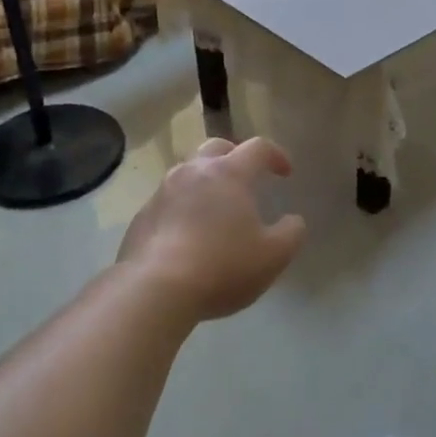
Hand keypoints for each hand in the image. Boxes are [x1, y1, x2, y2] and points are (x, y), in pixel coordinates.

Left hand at [118, 137, 307, 322]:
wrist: (155, 288)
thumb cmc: (222, 266)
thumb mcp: (273, 256)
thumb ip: (291, 233)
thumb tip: (293, 220)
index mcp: (228, 173)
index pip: (258, 148)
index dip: (276, 155)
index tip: (286, 173)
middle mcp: (193, 172)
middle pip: (217, 148)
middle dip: (235, 156)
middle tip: (247, 177)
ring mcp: (163, 191)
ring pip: (188, 172)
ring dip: (206, 181)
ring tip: (217, 207)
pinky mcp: (142, 215)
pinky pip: (169, 200)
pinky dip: (184, 206)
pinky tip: (189, 233)